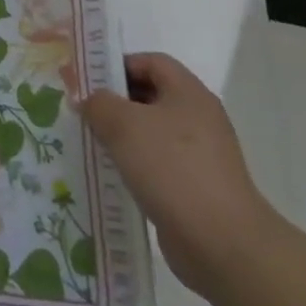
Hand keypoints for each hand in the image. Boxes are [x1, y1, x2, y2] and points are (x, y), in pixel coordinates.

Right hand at [80, 52, 281, 300]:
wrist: (222, 243)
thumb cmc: (172, 168)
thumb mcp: (123, 125)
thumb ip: (98, 103)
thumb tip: (89, 100)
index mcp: (188, 93)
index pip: (151, 62)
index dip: (118, 65)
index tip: (89, 81)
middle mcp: (198, 118)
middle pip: (151, 96)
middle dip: (115, 101)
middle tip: (83, 112)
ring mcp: (200, 155)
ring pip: (152, 132)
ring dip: (122, 136)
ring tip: (91, 144)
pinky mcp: (196, 187)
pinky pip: (158, 164)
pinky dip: (135, 165)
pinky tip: (112, 175)